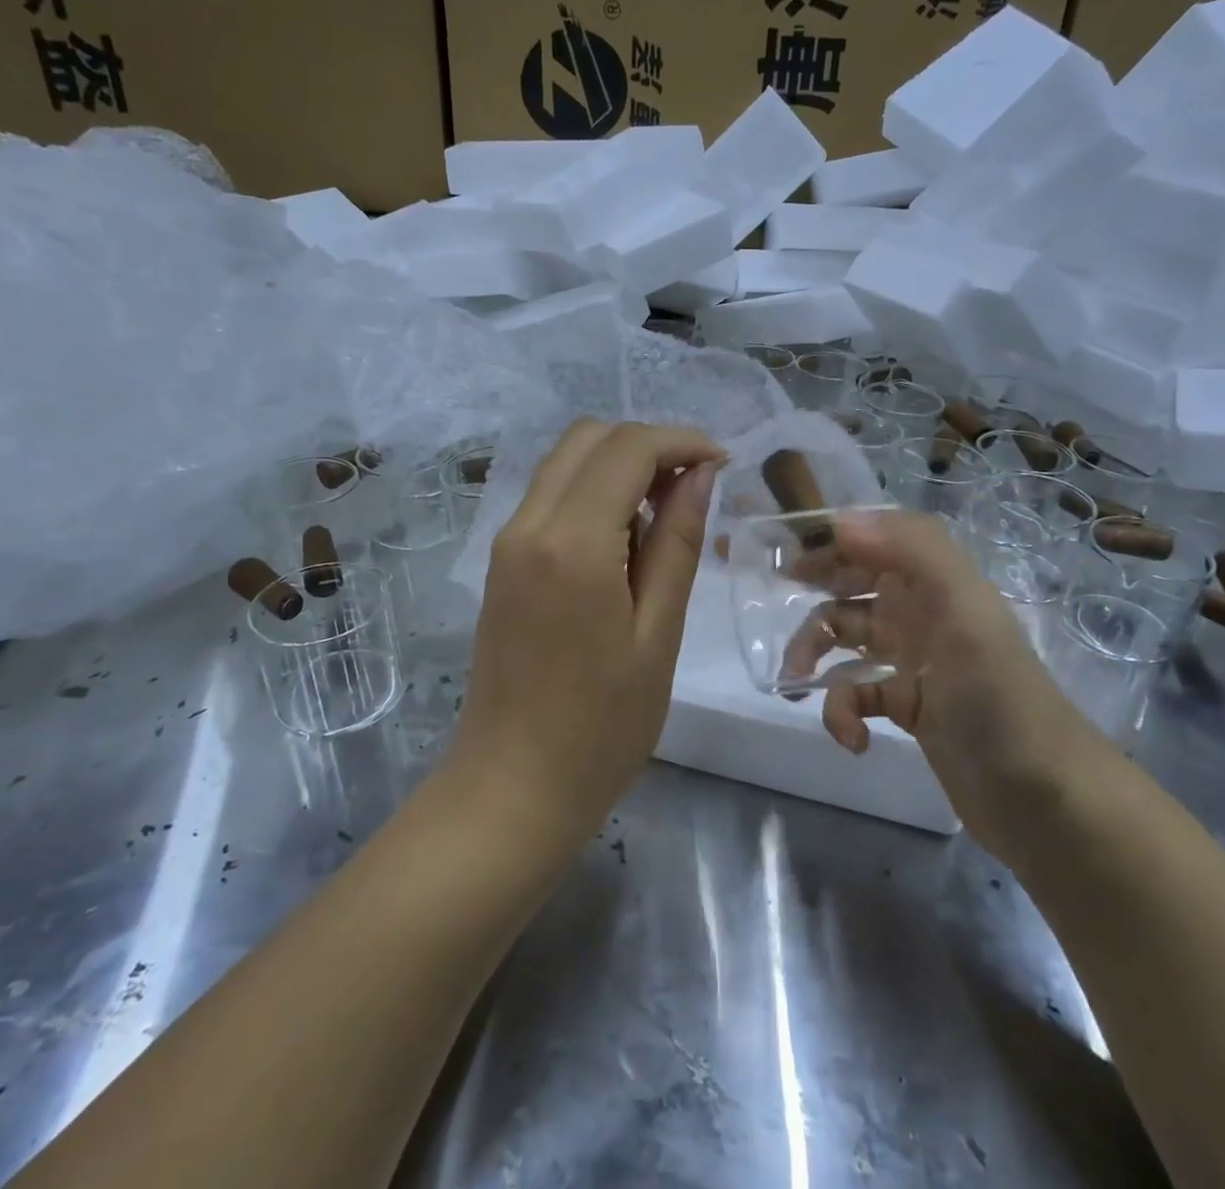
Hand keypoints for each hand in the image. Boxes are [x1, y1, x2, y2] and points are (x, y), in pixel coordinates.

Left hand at [448, 420, 724, 841]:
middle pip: (589, 438)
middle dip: (648, 445)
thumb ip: (677, 543)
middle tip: (695, 488)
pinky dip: (592, 492)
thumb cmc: (602, 726)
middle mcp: (528, 524)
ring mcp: (507, 542)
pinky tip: (625, 540)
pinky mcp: (501, 562)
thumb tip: (700, 475)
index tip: (723, 463)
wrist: (512, 787)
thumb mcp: (659, 634)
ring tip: (666, 515)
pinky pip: (550, 496)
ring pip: (566, 462)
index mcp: (571, 542)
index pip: (627, 448)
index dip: (681, 442)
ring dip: (619, 465)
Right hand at [782, 509, 1106, 857]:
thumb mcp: (965, 612)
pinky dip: (844, 711)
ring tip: (795, 682)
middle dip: (811, 588)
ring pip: (844, 638)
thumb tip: (840, 520)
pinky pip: (857, 693)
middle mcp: (920, 610)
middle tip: (765, 601)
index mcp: (933, 580)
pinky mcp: (907, 707)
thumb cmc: (1000, 698)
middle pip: (850, 581)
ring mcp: (913, 660)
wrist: (1045, 802)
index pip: (871, 537)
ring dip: (814, 654)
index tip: (776, 546)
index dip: (826, 534)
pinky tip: (853, 738)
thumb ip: (911, 551)